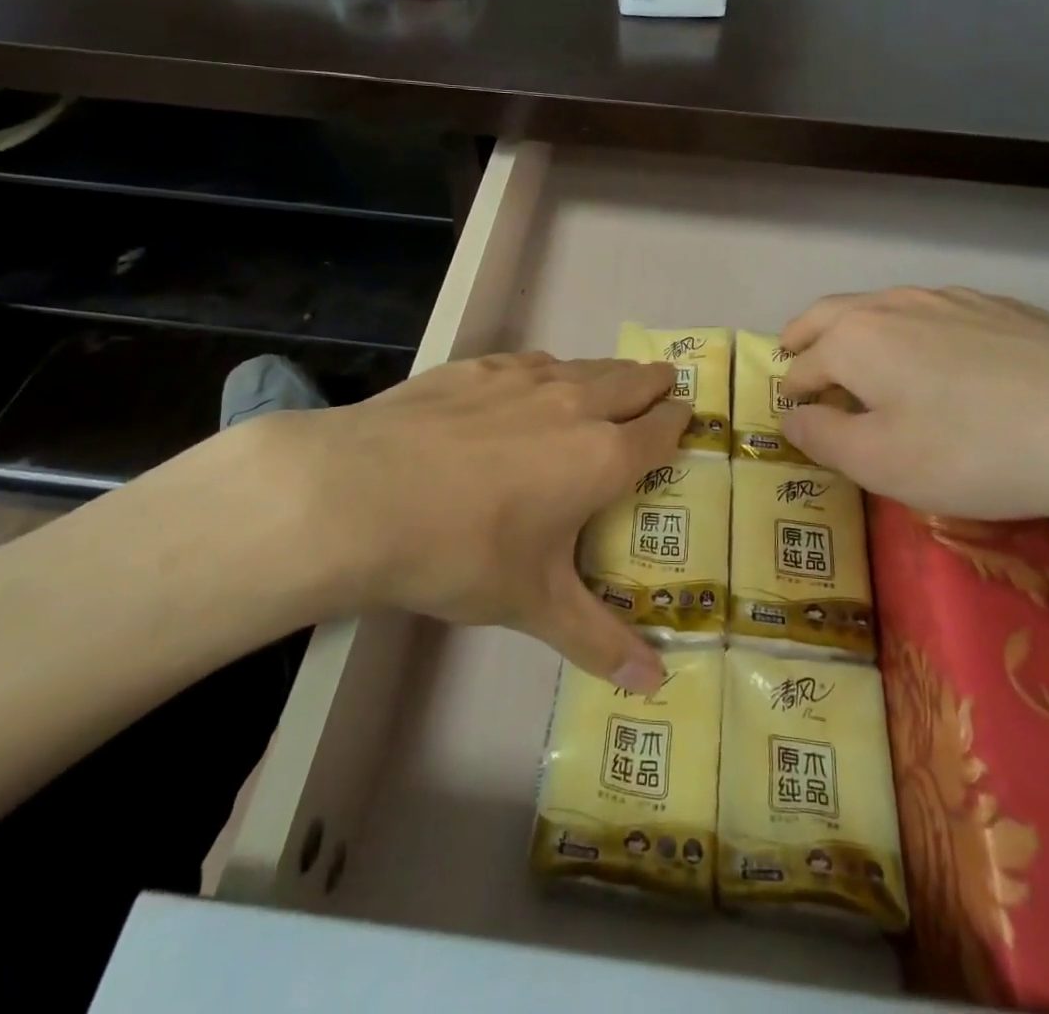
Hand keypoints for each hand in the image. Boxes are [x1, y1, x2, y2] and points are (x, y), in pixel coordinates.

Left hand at [232, 353, 686, 691]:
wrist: (360, 495)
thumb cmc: (460, 552)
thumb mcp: (532, 604)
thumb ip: (597, 639)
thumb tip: (655, 685)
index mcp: (601, 457)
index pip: (660, 428)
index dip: (679, 421)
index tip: (688, 415)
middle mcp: (574, 405)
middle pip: (632, 382)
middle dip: (655, 385)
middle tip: (664, 388)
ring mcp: (523, 379)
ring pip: (585, 365)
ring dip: (607, 374)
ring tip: (612, 382)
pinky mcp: (477, 367)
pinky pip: (533, 362)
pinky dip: (551, 371)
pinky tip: (535, 381)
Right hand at [778, 286, 1048, 535]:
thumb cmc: (974, 451)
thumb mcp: (880, 463)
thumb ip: (823, 437)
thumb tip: (792, 417)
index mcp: (854, 339)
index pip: (802, 366)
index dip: (791, 393)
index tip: (793, 415)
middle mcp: (893, 305)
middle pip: (829, 315)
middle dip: (804, 336)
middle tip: (794, 354)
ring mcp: (950, 299)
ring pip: (882, 306)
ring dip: (855, 328)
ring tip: (860, 355)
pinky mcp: (999, 307)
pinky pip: (934, 312)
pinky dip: (910, 329)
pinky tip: (936, 355)